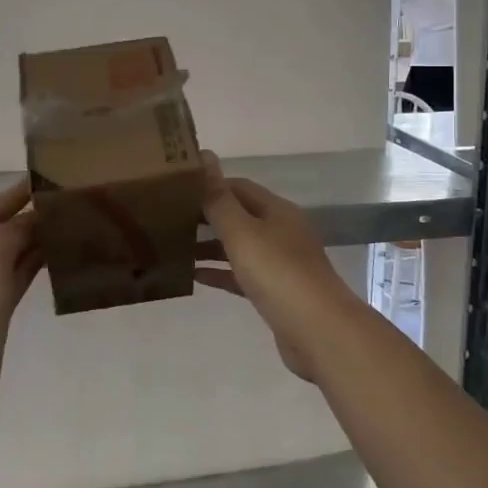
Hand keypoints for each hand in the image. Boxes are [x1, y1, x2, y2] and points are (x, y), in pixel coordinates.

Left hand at [0, 179, 41, 443]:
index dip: (10, 196)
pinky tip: (51, 262)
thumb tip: (29, 220)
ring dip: (28, 246)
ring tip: (62, 228)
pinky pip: (9, 287)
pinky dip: (28, 272)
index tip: (39, 180)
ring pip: (2, 263)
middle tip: (59, 204)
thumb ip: (9, 234)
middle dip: (22, 220)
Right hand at [194, 152, 353, 381]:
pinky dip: (220, 273)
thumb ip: (219, 199)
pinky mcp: (276, 293)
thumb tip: (204, 156)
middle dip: (206, 216)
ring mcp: (280, 263)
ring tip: (174, 246)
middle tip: (168, 218)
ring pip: (239, 247)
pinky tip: (194, 276)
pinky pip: (242, 275)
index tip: (176, 190)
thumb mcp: (242, 232)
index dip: (209, 185)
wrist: (319, 332)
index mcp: (276, 211)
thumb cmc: (278, 273)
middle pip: (239, 216)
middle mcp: (280, 232)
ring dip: (210, 246)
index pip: (238, 187)